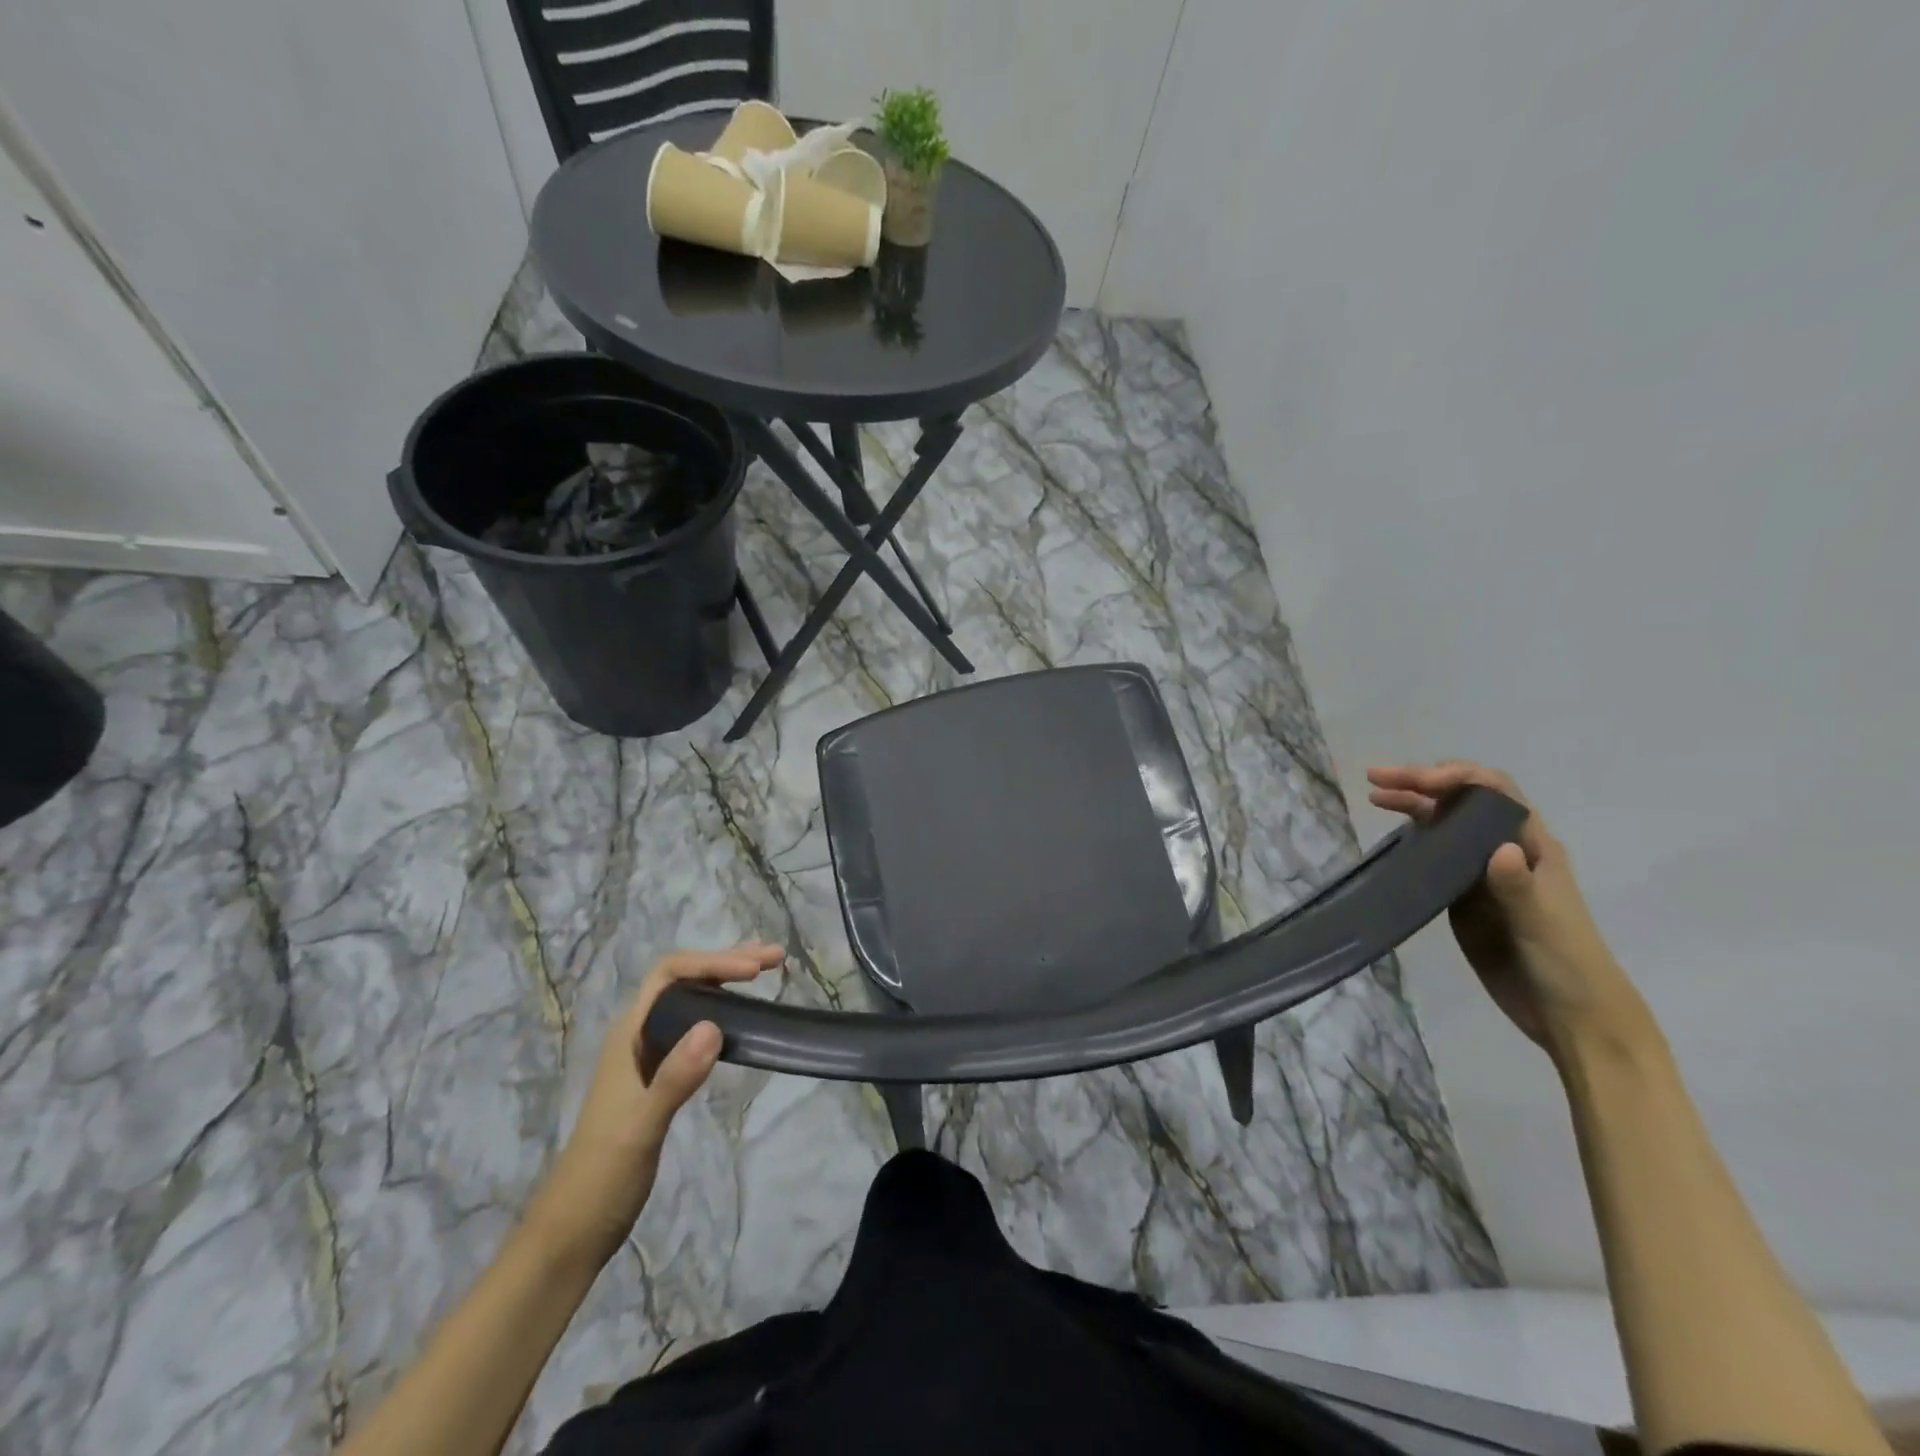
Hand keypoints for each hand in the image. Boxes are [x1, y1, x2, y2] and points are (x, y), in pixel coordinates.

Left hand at [526, 942, 784, 1269]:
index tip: (753, 972)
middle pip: (684, 981)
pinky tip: (742, 1018)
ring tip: (766, 972)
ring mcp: (650, 1056)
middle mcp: (639, 1035)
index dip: (712, 963)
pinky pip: (695, 1027)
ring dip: (727, 982)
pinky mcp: (662, 1077)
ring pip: (691, 1001)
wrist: (574, 1231)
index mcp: (629, 1034)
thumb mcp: (640, 1128)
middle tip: (775, 957)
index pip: (670, 974)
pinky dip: (723, 1011)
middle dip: (727, 962)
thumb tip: (715, 1026)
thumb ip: (674, 1078)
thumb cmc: (602, 1176)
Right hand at [1366, 762, 1647, 1056]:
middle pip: (1462, 800)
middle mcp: (1505, 849)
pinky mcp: (1463, 896)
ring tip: (1376, 796)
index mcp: (1532, 845)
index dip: (1455, 777)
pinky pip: (1435, 856)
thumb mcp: (1542, 923)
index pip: (1493, 791)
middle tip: (1376, 778)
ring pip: (1445, 824)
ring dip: (1413, 804)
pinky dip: (1412, 838)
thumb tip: (1500, 848)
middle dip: (1422, 782)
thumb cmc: (1566, 963)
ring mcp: (1482, 872)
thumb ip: (1518, 886)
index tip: (1416, 782)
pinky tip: (1391, 837)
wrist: (1569, 1015)